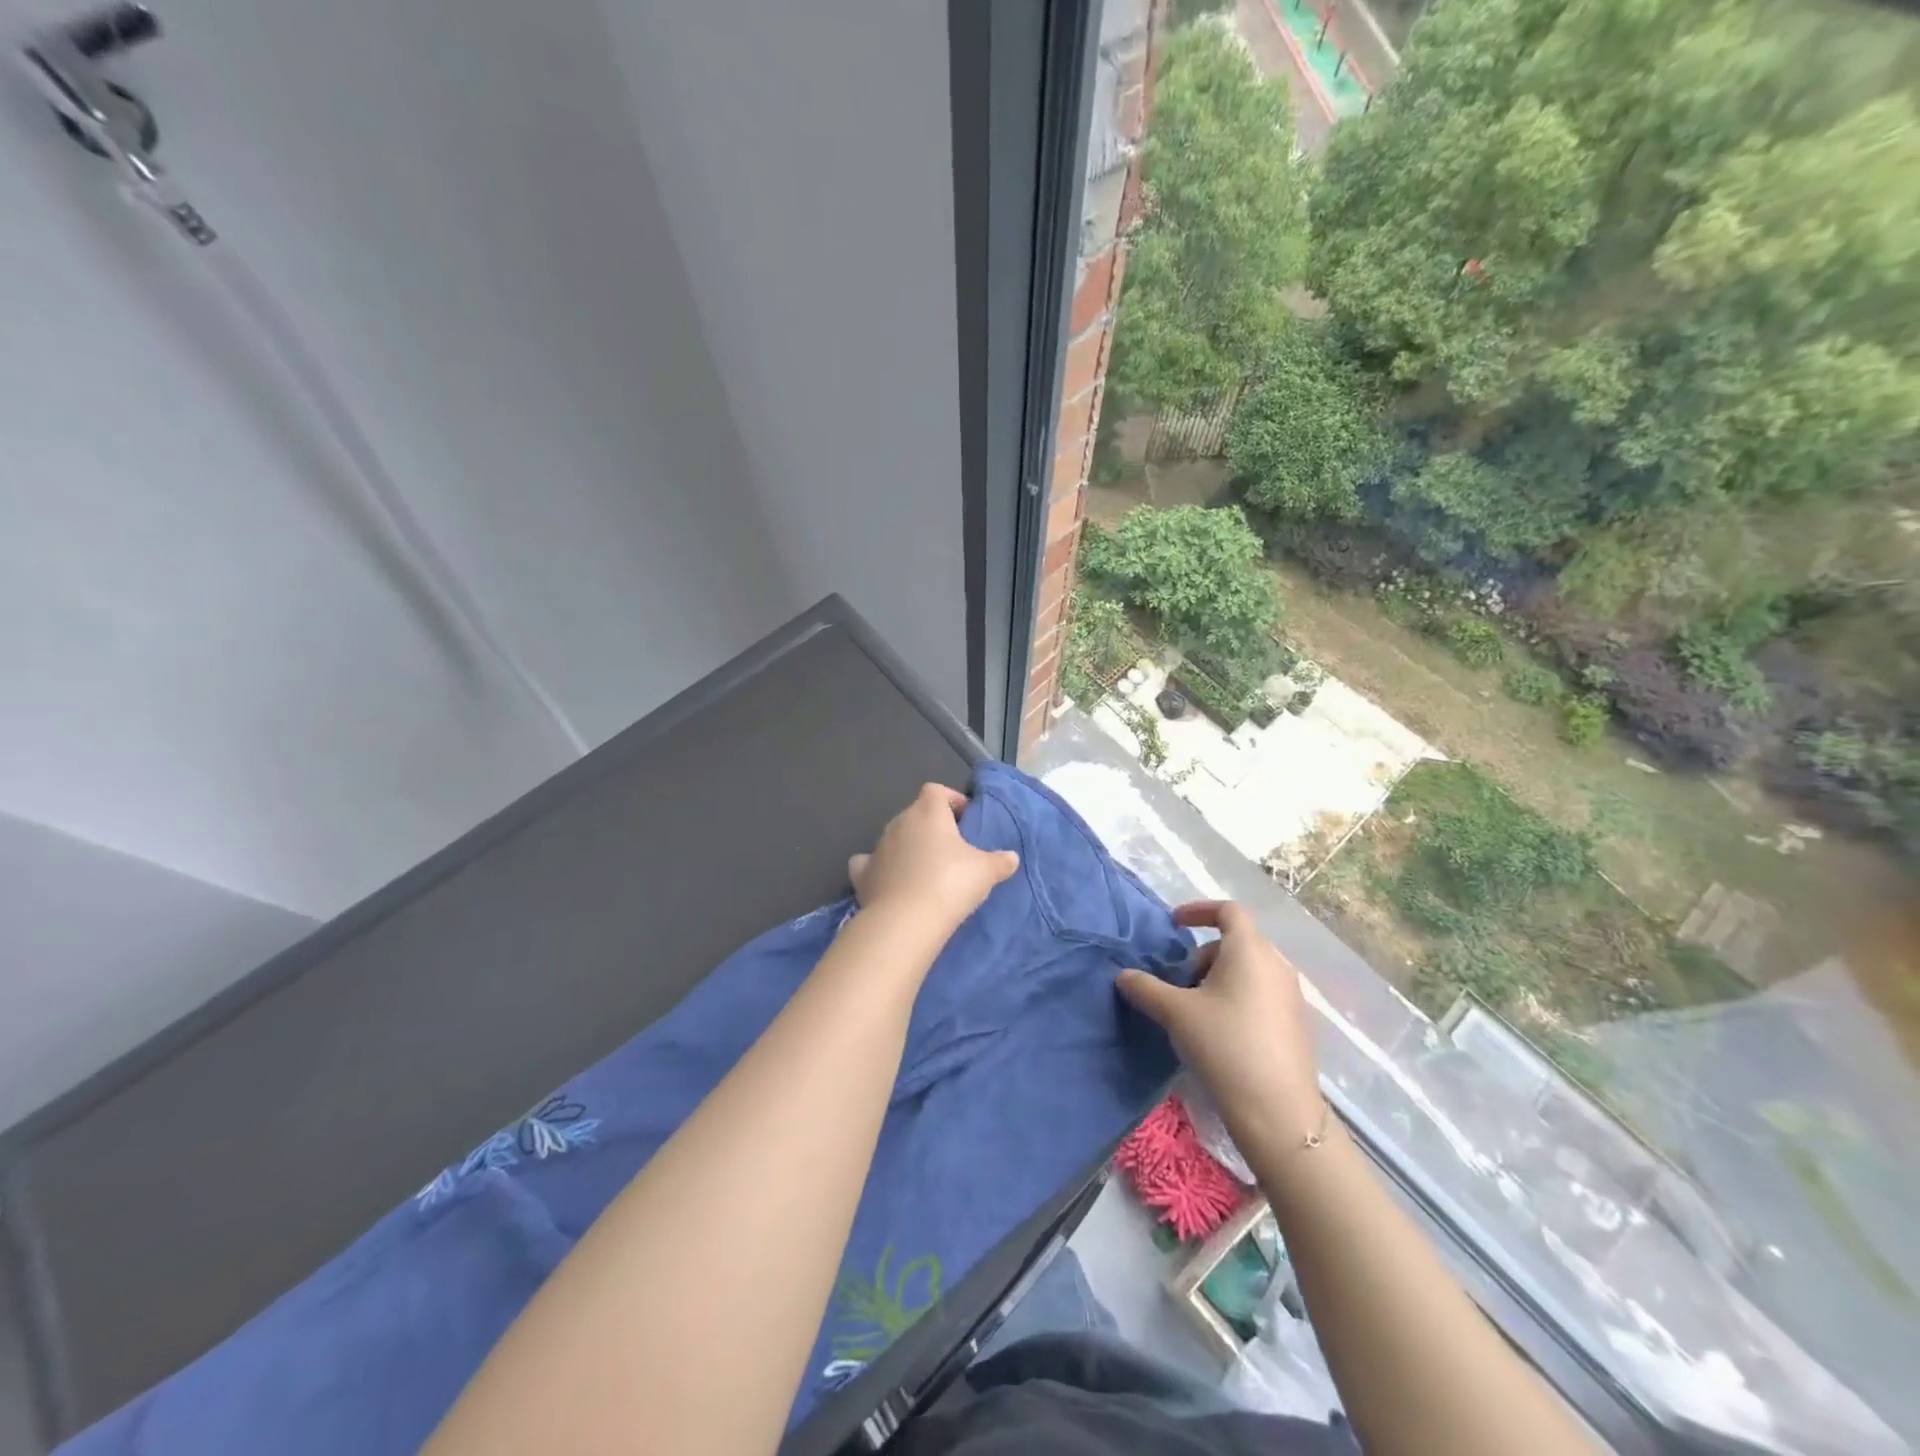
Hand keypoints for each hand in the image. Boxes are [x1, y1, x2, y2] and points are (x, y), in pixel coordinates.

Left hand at [848, 784, 1019, 935]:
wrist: (906, 920)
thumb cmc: (951, 883)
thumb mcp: (986, 872)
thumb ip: (1000, 861)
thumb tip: (1011, 858)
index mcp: (928, 813)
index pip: (936, 791)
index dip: (951, 800)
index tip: (965, 818)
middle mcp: (899, 823)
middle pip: (915, 813)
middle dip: (931, 826)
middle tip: (951, 848)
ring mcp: (877, 847)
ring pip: (894, 837)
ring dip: (908, 847)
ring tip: (926, 869)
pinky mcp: (862, 873)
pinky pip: (869, 862)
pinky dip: (879, 867)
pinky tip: (890, 880)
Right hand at [1116, 901, 1323, 1146]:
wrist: (1278, 1112)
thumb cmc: (1224, 1046)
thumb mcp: (1175, 1013)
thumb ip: (1146, 988)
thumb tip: (1123, 976)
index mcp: (1250, 950)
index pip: (1228, 910)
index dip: (1198, 910)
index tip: (1174, 924)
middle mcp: (1276, 964)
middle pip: (1237, 941)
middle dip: (1203, 954)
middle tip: (1179, 982)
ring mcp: (1291, 995)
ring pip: (1250, 969)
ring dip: (1219, 977)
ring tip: (1196, 1009)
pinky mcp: (1297, 1023)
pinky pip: (1262, 993)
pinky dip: (1238, 997)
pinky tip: (1221, 1031)